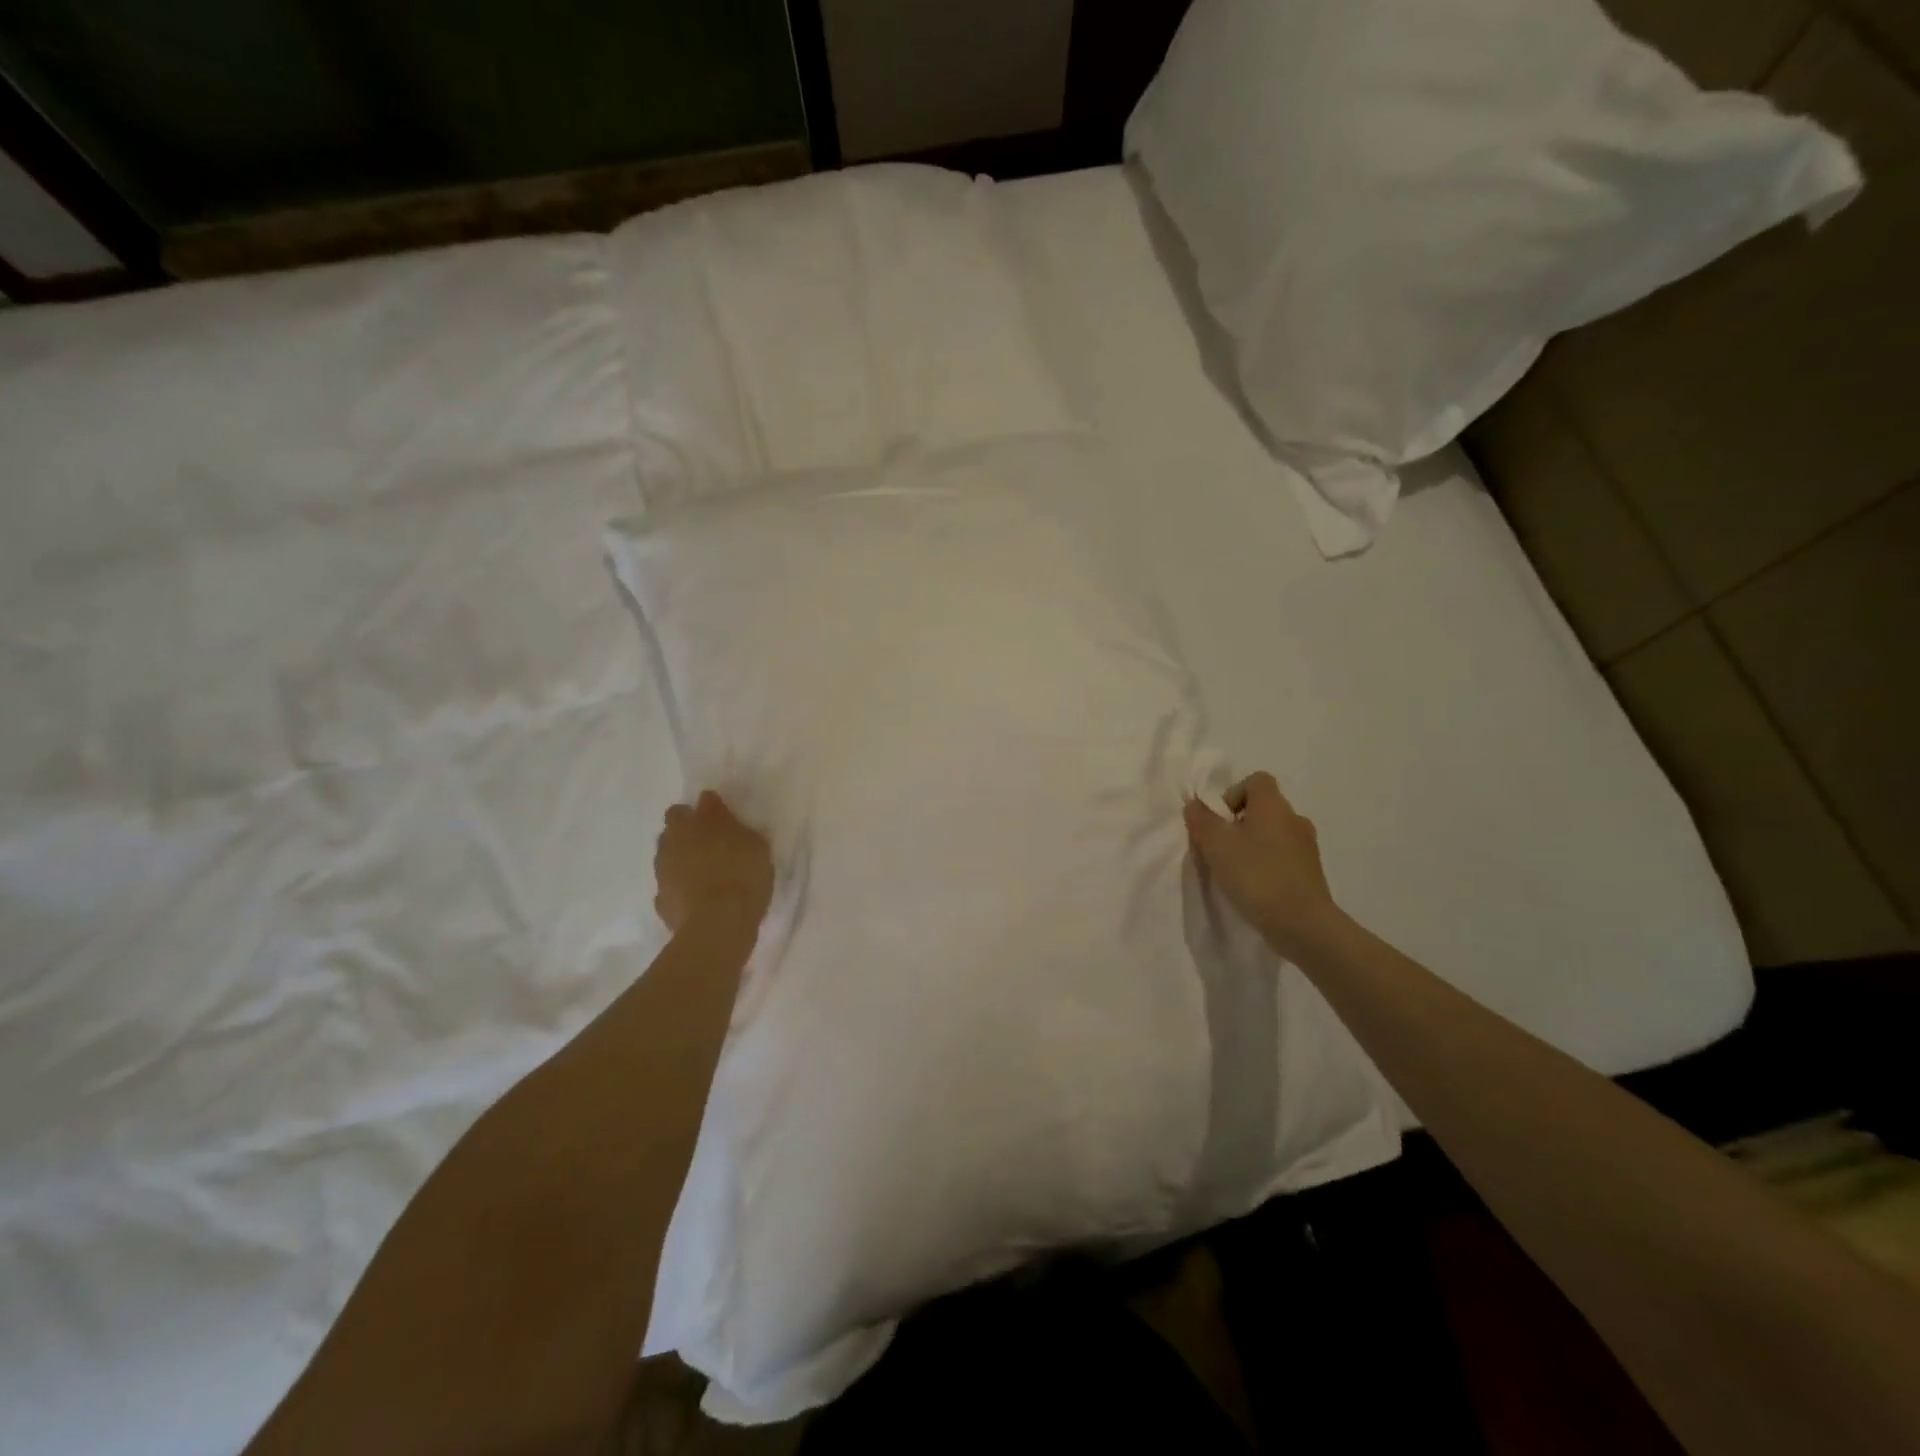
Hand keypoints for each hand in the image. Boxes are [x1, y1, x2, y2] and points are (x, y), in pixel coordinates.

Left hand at [653, 790, 773, 935]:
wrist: (718, 924)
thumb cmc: (741, 874)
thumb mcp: (752, 841)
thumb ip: (730, 823)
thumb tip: (711, 806)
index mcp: (690, 824)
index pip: (688, 807)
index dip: (702, 812)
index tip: (718, 820)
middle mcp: (670, 844)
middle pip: (672, 832)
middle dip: (687, 835)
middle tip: (712, 846)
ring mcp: (662, 875)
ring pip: (668, 860)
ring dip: (682, 863)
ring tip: (707, 874)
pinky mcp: (662, 904)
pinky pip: (671, 890)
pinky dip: (682, 891)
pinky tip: (699, 898)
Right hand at [1184, 772, 1342, 959]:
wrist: (1303, 924)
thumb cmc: (1256, 875)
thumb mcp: (1216, 845)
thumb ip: (1202, 820)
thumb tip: (1195, 805)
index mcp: (1273, 805)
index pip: (1257, 780)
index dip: (1234, 794)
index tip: (1221, 820)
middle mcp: (1294, 819)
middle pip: (1263, 808)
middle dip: (1239, 823)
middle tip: (1221, 848)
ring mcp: (1307, 846)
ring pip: (1273, 834)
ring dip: (1253, 845)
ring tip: (1236, 871)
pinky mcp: (1311, 872)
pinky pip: (1283, 856)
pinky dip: (1267, 864)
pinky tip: (1255, 887)